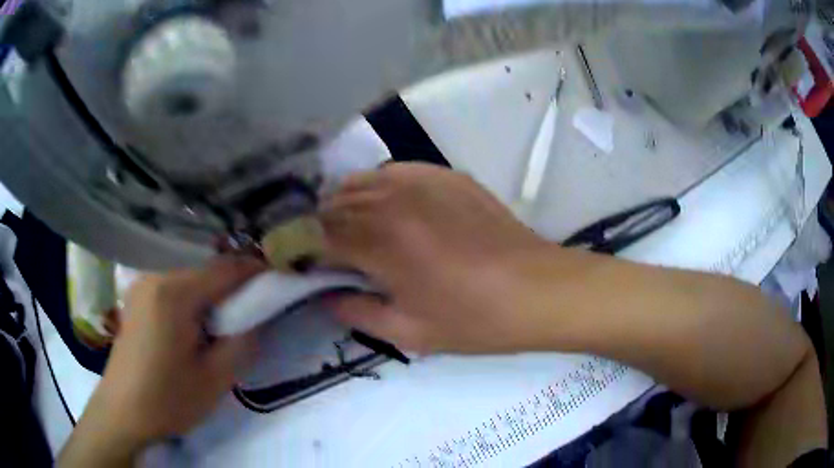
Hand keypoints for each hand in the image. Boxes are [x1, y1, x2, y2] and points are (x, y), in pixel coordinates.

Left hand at [59, 256, 265, 466]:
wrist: (123, 412)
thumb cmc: (168, 398)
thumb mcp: (216, 379)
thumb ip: (243, 341)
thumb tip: (256, 316)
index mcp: (175, 292)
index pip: (226, 268)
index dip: (256, 271)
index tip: (279, 280)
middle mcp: (156, 275)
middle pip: (206, 267)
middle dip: (234, 282)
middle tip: (254, 305)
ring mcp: (143, 283)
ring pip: (189, 273)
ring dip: (213, 289)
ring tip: (227, 316)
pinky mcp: (137, 295)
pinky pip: (173, 283)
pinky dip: (193, 294)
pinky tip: (196, 320)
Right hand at [319, 163, 553, 353]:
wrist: (536, 290)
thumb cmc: (474, 320)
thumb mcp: (409, 333)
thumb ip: (356, 312)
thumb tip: (326, 295)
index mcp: (380, 242)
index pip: (317, 236)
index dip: (301, 248)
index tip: (298, 262)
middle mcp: (393, 200)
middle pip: (334, 205)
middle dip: (320, 228)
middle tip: (323, 251)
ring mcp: (422, 180)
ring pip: (360, 182)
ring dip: (345, 205)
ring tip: (351, 229)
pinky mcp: (446, 174)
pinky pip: (394, 171)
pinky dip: (378, 187)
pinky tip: (388, 207)